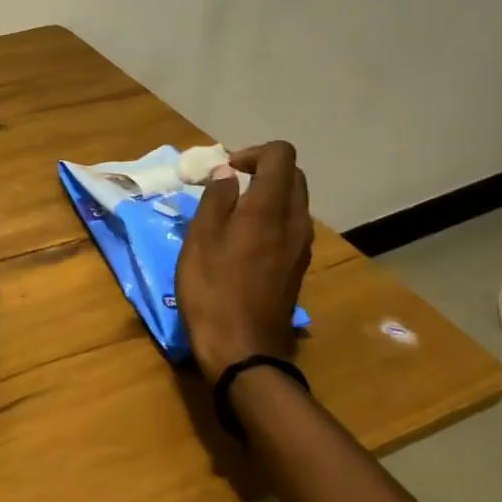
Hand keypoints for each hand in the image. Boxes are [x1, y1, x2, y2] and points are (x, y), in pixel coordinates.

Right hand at [176, 141, 312, 381]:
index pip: (281, 155)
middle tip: (226, 187)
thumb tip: (226, 172)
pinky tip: (242, 241)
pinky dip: (270, 218)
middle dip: (261, 170)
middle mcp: (295, 221)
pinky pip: (290, 226)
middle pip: (292, 175)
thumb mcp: (200, 239)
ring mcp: (301, 245)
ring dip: (266, 195)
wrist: (243, 348)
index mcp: (270, 208)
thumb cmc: (212, 289)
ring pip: (293, 201)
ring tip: (230, 213)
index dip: (253, 152)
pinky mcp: (298, 265)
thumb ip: (216, 199)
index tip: (225, 170)